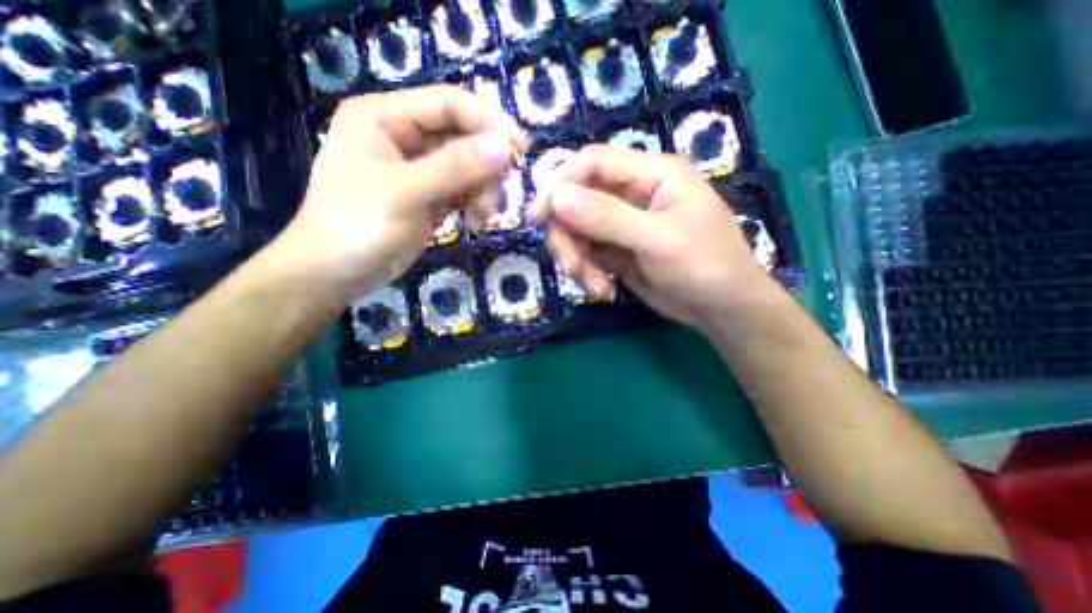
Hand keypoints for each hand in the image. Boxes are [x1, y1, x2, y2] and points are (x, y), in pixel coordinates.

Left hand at [271, 87, 530, 301]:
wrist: (336, 274)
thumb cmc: (356, 228)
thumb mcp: (404, 195)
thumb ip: (454, 168)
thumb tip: (505, 148)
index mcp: (385, 117)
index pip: (449, 104)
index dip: (489, 122)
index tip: (520, 151)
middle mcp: (405, 136)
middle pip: (465, 137)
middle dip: (486, 169)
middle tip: (494, 201)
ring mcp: (420, 168)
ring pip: (470, 167)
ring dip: (484, 192)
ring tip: (481, 219)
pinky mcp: (431, 195)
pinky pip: (466, 190)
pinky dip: (476, 205)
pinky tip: (474, 224)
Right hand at [534, 143, 779, 329]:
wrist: (721, 310)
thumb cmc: (704, 266)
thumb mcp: (658, 240)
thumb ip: (607, 217)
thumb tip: (556, 197)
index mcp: (651, 174)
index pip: (593, 162)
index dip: (560, 183)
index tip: (537, 216)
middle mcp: (633, 193)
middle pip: (578, 200)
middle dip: (568, 235)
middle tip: (573, 267)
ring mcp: (622, 223)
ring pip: (578, 231)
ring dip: (578, 260)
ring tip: (595, 287)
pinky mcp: (617, 250)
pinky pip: (587, 253)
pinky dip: (587, 272)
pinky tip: (602, 291)